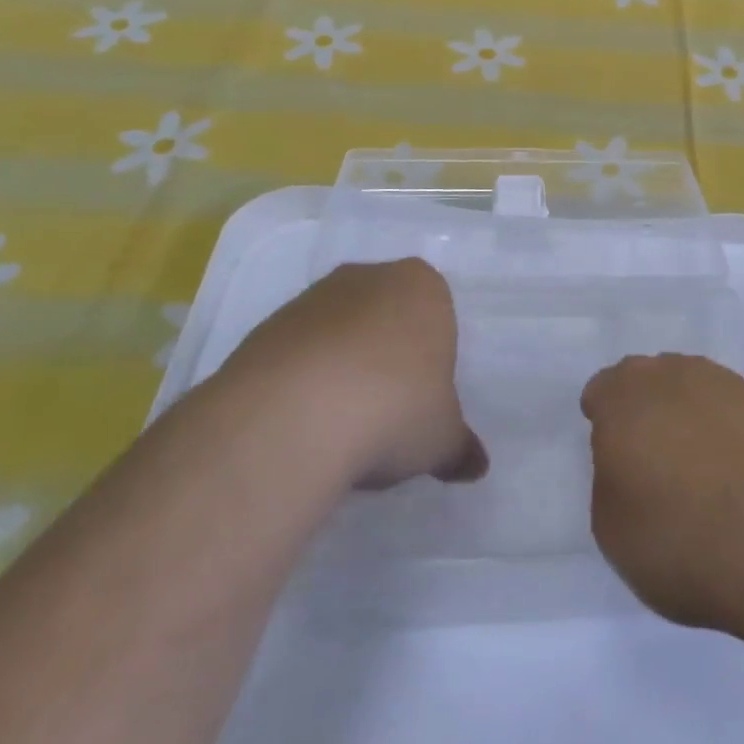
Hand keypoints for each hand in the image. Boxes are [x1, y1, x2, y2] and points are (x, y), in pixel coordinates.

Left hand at [224, 258, 487, 490]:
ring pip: (339, 331)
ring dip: (341, 367)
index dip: (431, 358)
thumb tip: (476, 465)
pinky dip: (302, 381)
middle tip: (386, 411)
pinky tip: (303, 424)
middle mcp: (369, 278)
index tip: (422, 399)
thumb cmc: (395, 408)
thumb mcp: (441, 438)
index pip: (436, 314)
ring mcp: (313, 297)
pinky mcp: (267, 326)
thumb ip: (459, 447)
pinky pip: (297, 352)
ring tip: (339, 426)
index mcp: (423, 286)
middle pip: (386, 315)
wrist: (294, 415)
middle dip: (386, 355)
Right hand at [580, 354, 743, 636]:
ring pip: (690, 389)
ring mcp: (725, 385)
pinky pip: (729, 410)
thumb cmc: (684, 540)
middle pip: (646, 381)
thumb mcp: (612, 531)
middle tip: (650, 461)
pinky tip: (735, 474)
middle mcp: (671, 375)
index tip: (613, 459)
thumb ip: (610, 482)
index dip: (602, 422)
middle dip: (643, 411)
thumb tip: (630, 462)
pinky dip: (725, 432)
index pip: (601, 391)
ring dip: (685, 417)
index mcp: (624, 397)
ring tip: (696, 470)